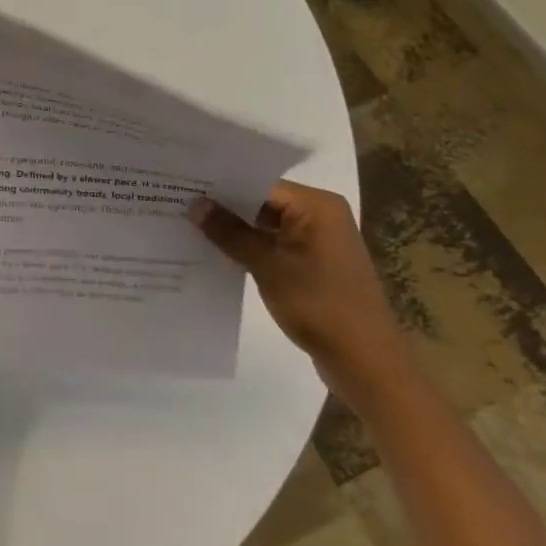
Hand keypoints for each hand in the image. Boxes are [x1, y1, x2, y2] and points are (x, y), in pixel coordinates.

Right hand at [190, 180, 408, 410]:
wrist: (366, 362)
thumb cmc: (319, 305)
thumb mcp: (267, 266)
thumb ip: (229, 232)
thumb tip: (194, 204)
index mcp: (316, 205)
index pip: (259, 183)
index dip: (221, 185)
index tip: (182, 186)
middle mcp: (321, 215)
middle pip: (263, 201)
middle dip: (225, 207)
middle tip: (179, 203)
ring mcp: (320, 241)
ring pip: (267, 224)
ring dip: (236, 229)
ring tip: (190, 225)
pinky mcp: (316, 264)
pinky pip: (276, 245)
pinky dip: (252, 248)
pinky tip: (218, 252)